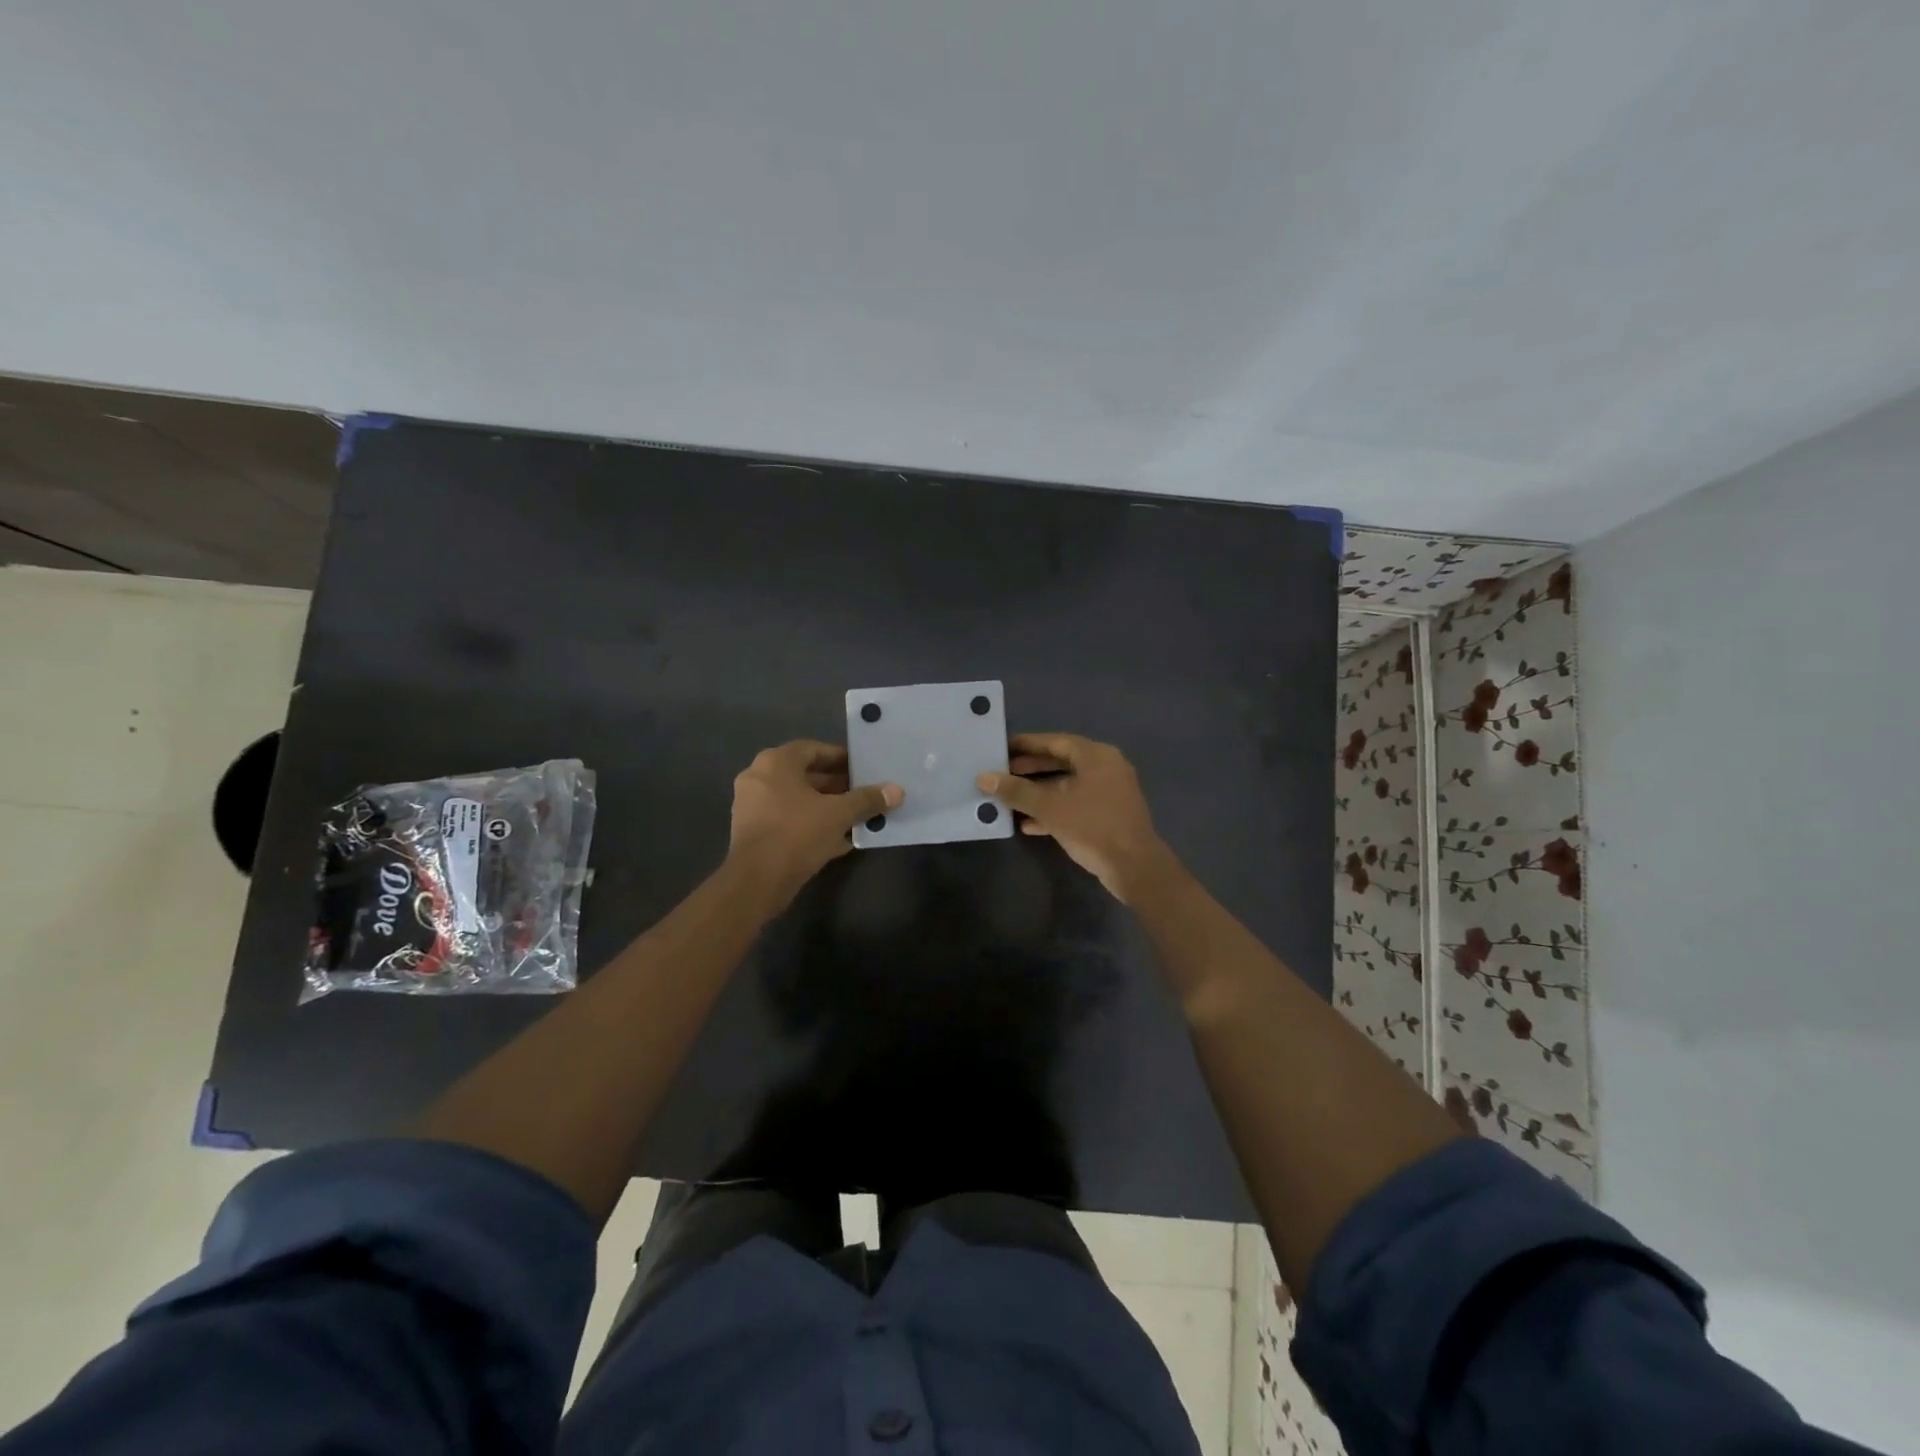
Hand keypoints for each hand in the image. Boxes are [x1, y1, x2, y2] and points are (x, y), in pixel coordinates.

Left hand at [728, 741, 902, 897]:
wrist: (756, 882)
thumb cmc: (796, 834)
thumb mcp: (838, 814)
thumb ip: (867, 800)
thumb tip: (897, 790)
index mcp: (775, 763)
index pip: (813, 749)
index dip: (841, 758)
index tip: (863, 768)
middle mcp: (759, 778)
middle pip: (805, 775)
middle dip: (837, 785)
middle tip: (864, 792)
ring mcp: (752, 806)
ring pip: (798, 800)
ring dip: (826, 806)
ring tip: (856, 816)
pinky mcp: (754, 832)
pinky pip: (789, 819)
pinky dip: (811, 824)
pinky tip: (839, 839)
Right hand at [977, 733, 1170, 902]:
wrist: (1134, 867)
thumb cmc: (1093, 826)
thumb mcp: (1050, 807)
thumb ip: (1016, 791)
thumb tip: (983, 777)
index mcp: (1096, 756)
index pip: (1055, 741)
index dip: (1026, 745)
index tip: (1001, 748)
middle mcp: (1105, 768)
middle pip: (1061, 762)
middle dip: (1030, 770)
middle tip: (1002, 774)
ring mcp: (1109, 792)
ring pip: (1067, 786)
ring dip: (1039, 793)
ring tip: (1009, 799)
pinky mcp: (1108, 815)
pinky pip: (1075, 804)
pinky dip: (1053, 810)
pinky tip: (1028, 824)